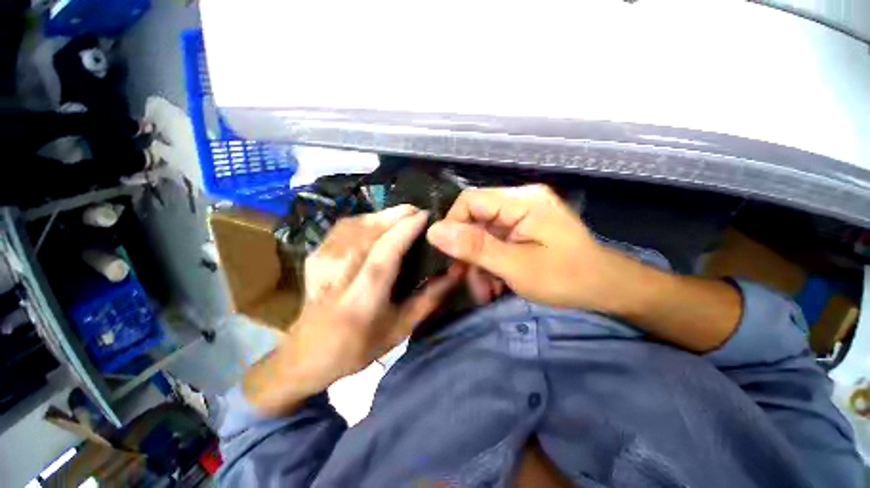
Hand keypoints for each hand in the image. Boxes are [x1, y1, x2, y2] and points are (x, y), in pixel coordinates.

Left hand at [244, 205, 460, 414]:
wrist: (308, 353)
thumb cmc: (360, 346)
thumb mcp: (401, 329)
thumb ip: (429, 299)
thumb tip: (454, 272)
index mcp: (362, 300)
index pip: (384, 254)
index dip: (405, 230)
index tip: (426, 216)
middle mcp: (338, 276)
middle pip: (368, 233)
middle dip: (396, 215)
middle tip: (418, 211)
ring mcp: (321, 262)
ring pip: (355, 224)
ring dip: (381, 215)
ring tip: (402, 215)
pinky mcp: (315, 255)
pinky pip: (343, 227)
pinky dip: (364, 219)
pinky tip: (377, 222)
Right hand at [426, 185, 622, 310]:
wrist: (607, 289)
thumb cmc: (567, 278)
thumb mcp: (516, 266)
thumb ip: (475, 247)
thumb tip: (434, 231)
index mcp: (522, 201)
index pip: (470, 201)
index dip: (453, 226)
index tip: (450, 257)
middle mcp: (520, 202)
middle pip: (475, 219)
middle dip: (468, 252)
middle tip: (465, 281)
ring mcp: (522, 216)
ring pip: (483, 235)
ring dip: (479, 264)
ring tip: (484, 291)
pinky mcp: (523, 230)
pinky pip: (495, 242)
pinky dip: (490, 264)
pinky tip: (494, 285)